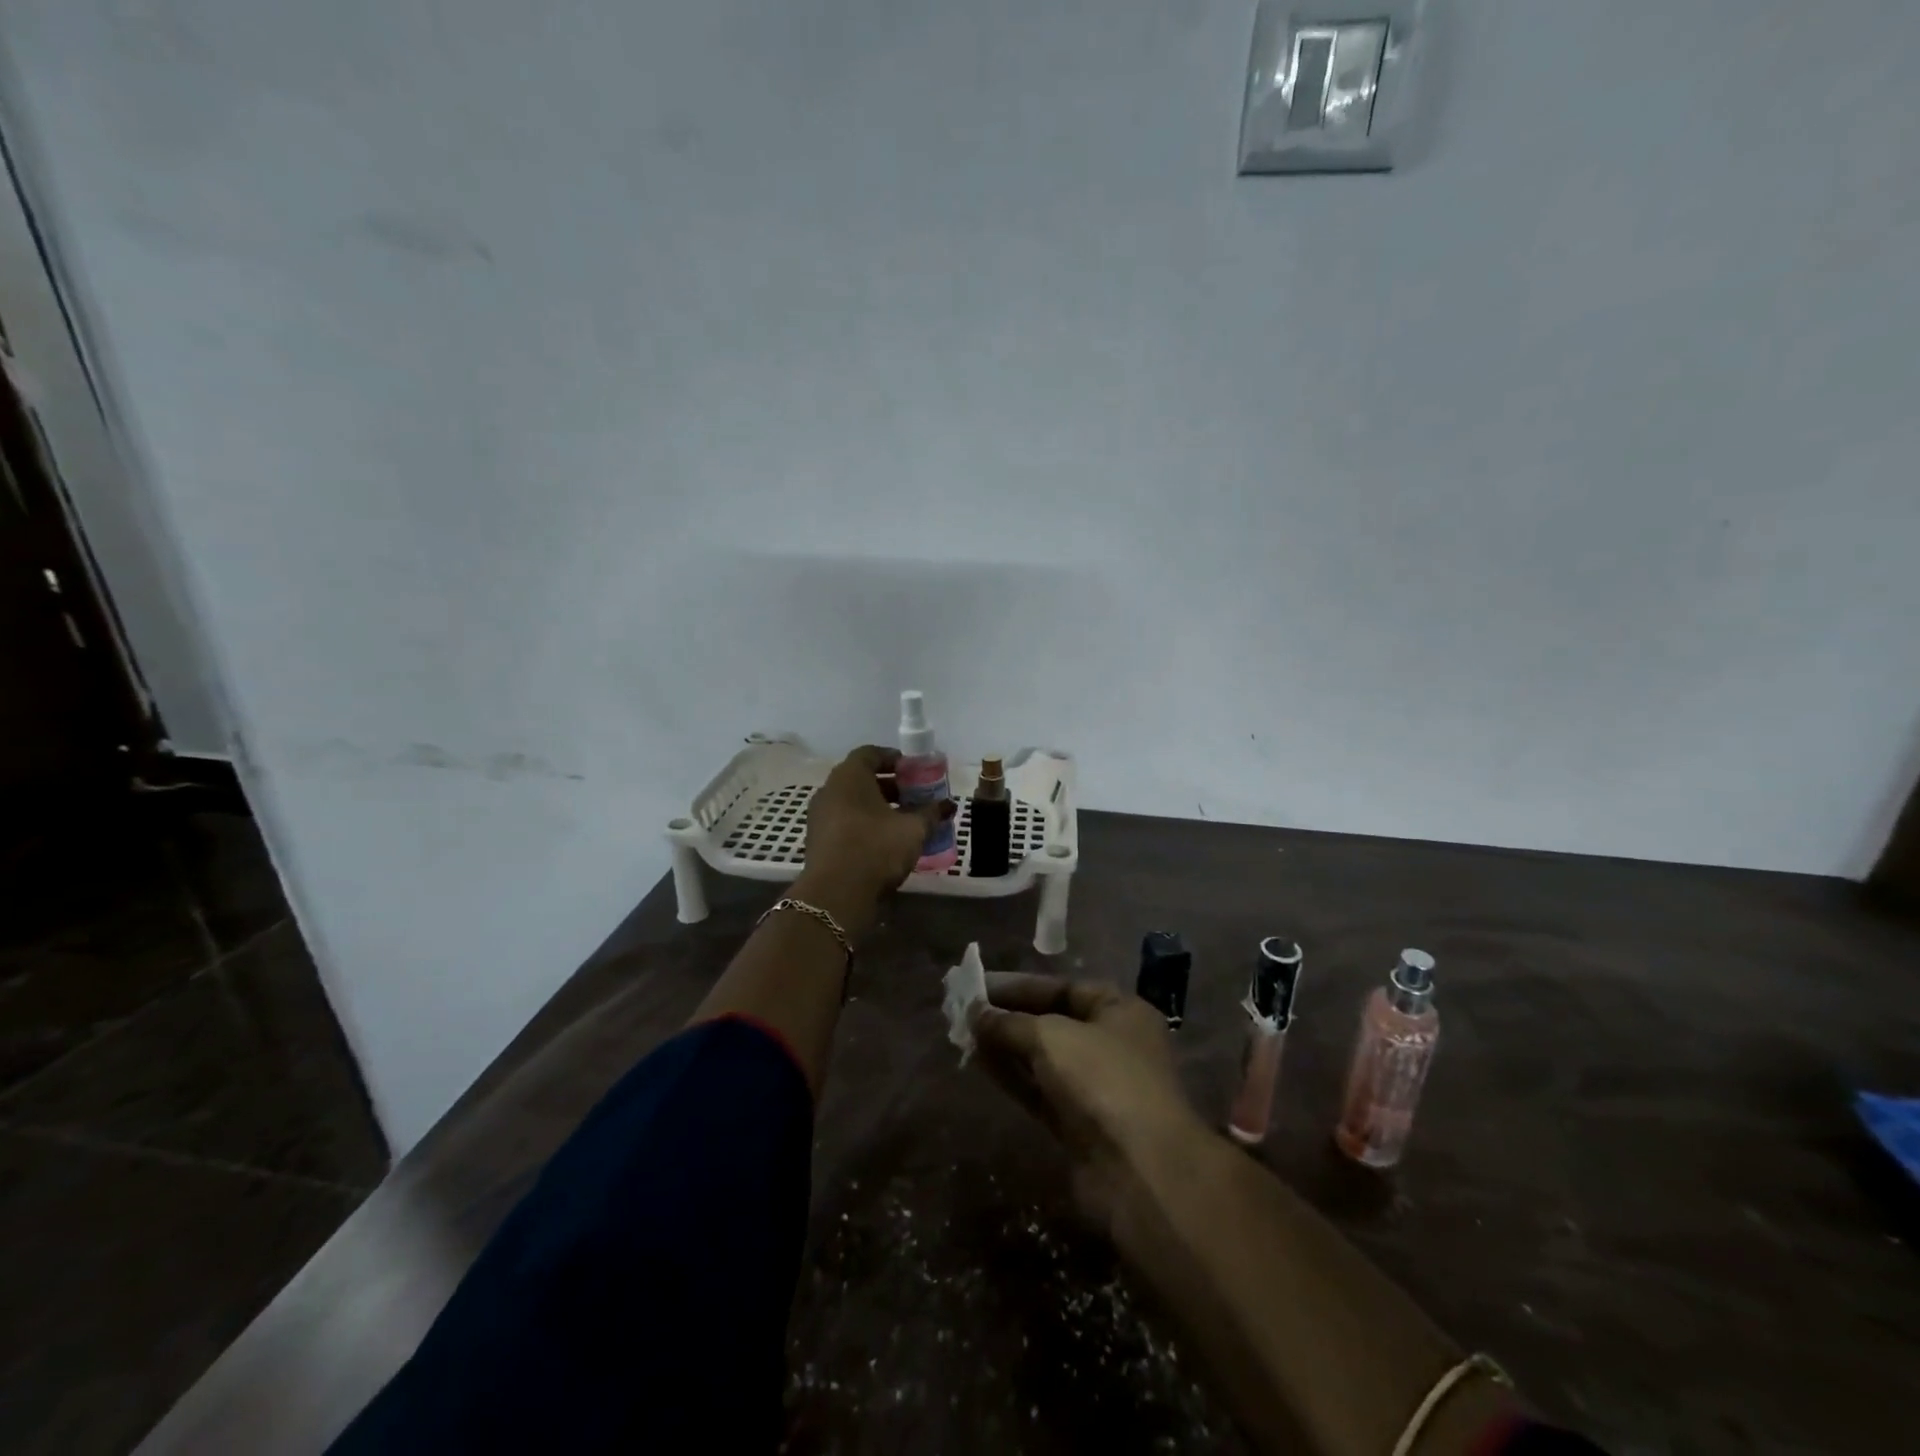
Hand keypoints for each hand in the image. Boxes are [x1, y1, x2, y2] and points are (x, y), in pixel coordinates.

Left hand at [804, 745, 953, 897]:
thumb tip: (948, 805)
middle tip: (915, 796)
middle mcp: (830, 790)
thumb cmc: (876, 849)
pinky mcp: (819, 840)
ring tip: (905, 821)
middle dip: (890, 786)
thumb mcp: (912, 829)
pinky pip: (846, 822)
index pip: (870, 753)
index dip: (894, 759)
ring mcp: (820, 816)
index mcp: (849, 777)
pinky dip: (866, 824)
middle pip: (862, 779)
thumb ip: (931, 813)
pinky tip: (887, 841)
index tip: (914, 771)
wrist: (835, 895)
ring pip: (853, 802)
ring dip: (879, 807)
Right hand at [973, 973, 1205, 1224]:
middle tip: (964, 1011)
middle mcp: (1112, 1044)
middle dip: (1009, 1016)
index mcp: (1120, 1011)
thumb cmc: (1102, 1080)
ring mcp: (1096, 1088)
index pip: (1064, 988)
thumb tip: (975, 1013)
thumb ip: (1009, 1023)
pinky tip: (980, 1063)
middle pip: (1052, 1022)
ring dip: (1006, 1046)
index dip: (1021, 985)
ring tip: (963, 1034)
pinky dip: (1012, 1076)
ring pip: (1042, 1059)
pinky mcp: (1080, 1126)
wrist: (1140, 1171)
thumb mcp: (1051, 1036)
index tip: (979, 986)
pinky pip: (1039, 1091)